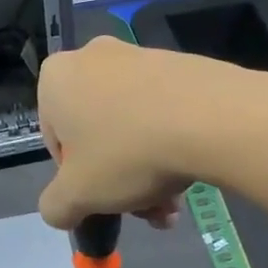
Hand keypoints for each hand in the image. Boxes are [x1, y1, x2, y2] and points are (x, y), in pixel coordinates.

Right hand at [38, 37, 234, 230]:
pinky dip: (170, 144)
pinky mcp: (181, 64)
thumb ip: (56, 207)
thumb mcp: (78, 195)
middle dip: (118, 180)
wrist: (212, 118)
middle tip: (144, 210)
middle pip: (98, 135)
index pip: (55, 140)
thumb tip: (59, 210)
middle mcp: (93, 57)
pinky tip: (189, 176)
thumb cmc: (127, 154)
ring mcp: (140, 56)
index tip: (101, 198)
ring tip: (172, 205)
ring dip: (147, 171)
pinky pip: (163, 111)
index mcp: (56, 79)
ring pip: (133, 128)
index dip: (77, 178)